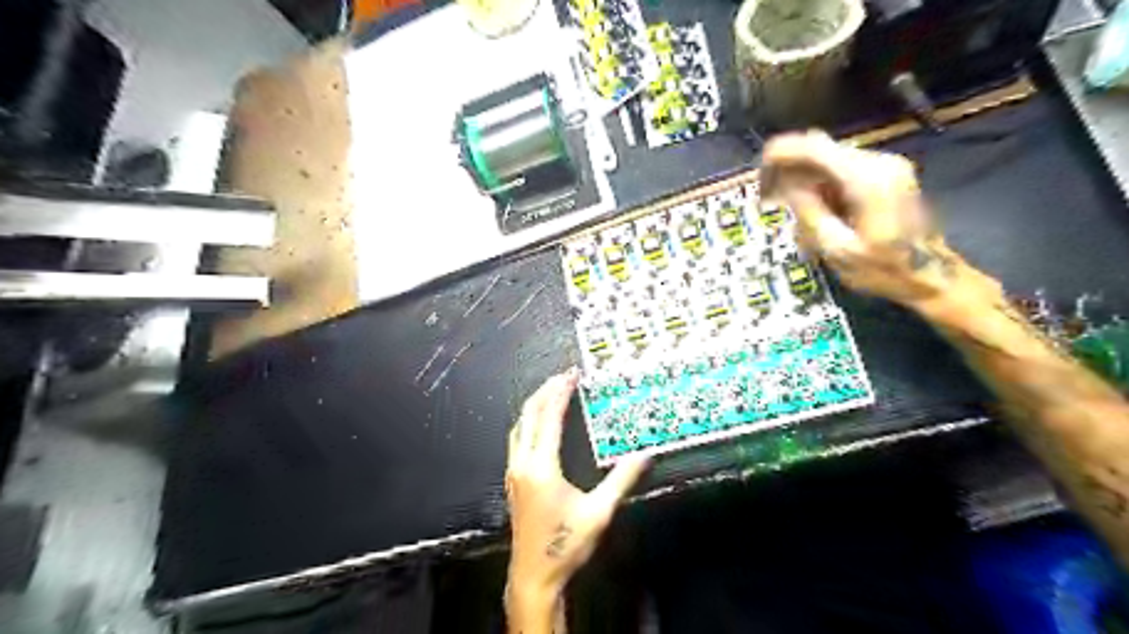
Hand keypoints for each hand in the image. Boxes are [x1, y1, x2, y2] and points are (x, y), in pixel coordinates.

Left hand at [505, 368, 649, 611]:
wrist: (533, 576)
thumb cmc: (565, 545)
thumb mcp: (598, 513)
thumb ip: (621, 480)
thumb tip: (644, 455)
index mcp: (541, 466)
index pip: (549, 416)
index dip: (560, 392)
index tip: (572, 374)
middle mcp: (523, 463)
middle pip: (529, 414)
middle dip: (546, 391)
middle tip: (564, 376)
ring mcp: (514, 471)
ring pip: (519, 425)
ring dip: (535, 404)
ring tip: (552, 391)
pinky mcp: (513, 480)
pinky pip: (517, 438)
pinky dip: (529, 420)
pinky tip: (538, 422)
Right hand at [757, 132, 994, 315]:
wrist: (930, 276)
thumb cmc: (883, 269)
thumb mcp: (837, 249)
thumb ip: (809, 212)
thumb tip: (786, 185)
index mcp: (868, 179)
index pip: (816, 148)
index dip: (783, 152)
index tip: (759, 167)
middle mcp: (879, 162)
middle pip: (822, 149)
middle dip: (790, 167)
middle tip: (768, 196)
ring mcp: (886, 166)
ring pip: (830, 159)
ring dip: (805, 177)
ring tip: (787, 206)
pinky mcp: (886, 174)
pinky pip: (842, 169)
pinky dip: (821, 182)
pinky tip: (813, 206)